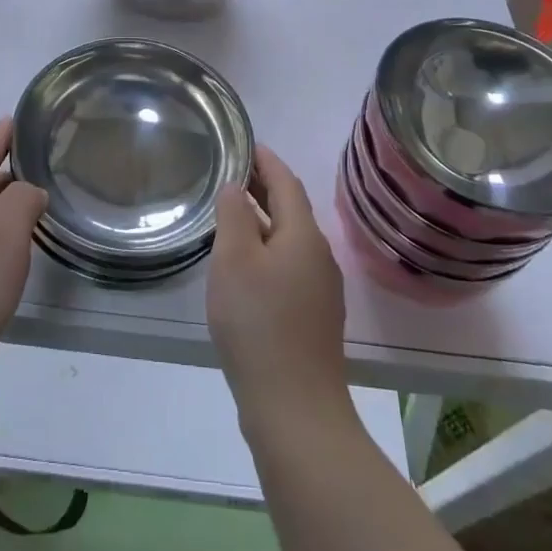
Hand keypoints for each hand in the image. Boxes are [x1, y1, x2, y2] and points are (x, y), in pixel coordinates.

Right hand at [207, 147, 351, 428]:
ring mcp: (321, 289)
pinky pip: (290, 265)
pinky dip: (268, 249)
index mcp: (303, 235)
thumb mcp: (234, 260)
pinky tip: (246, 265)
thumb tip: (237, 186)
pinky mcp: (314, 316)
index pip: (286, 182)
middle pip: (291, 209)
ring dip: (264, 219)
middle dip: (264, 187)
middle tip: (230, 173)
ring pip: (290, 239)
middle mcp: (319, 256)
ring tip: (232, 213)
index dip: (265, 159)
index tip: (244, 143)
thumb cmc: (258, 323)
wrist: (294, 407)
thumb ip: (234, 215)